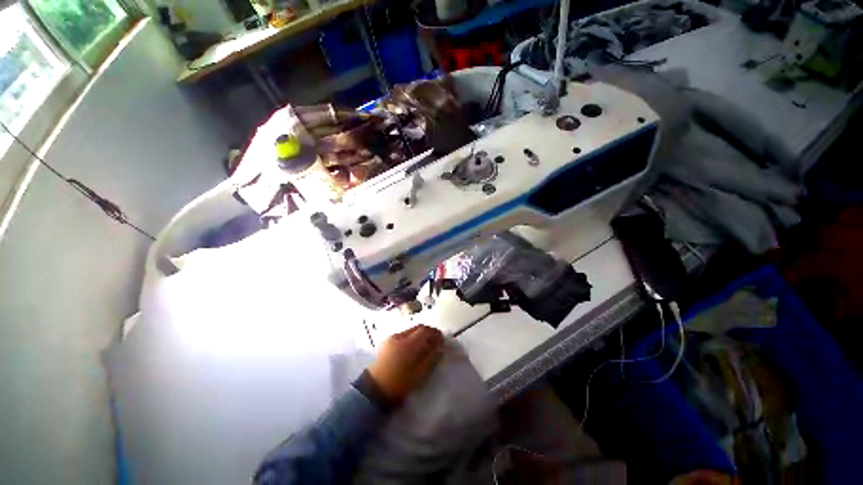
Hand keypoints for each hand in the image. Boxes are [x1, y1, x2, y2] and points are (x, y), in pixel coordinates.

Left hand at [367, 325, 443, 402]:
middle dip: (428, 332)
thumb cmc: (400, 384)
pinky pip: (403, 335)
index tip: (442, 339)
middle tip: (435, 341)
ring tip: (425, 345)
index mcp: (408, 344)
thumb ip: (431, 358)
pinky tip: (413, 348)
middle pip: (418, 327)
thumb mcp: (419, 374)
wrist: (374, 390)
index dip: (435, 333)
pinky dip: (411, 338)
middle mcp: (399, 336)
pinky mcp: (386, 342)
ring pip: (410, 330)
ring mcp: (391, 338)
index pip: (425, 331)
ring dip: (419, 334)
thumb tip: (439, 347)